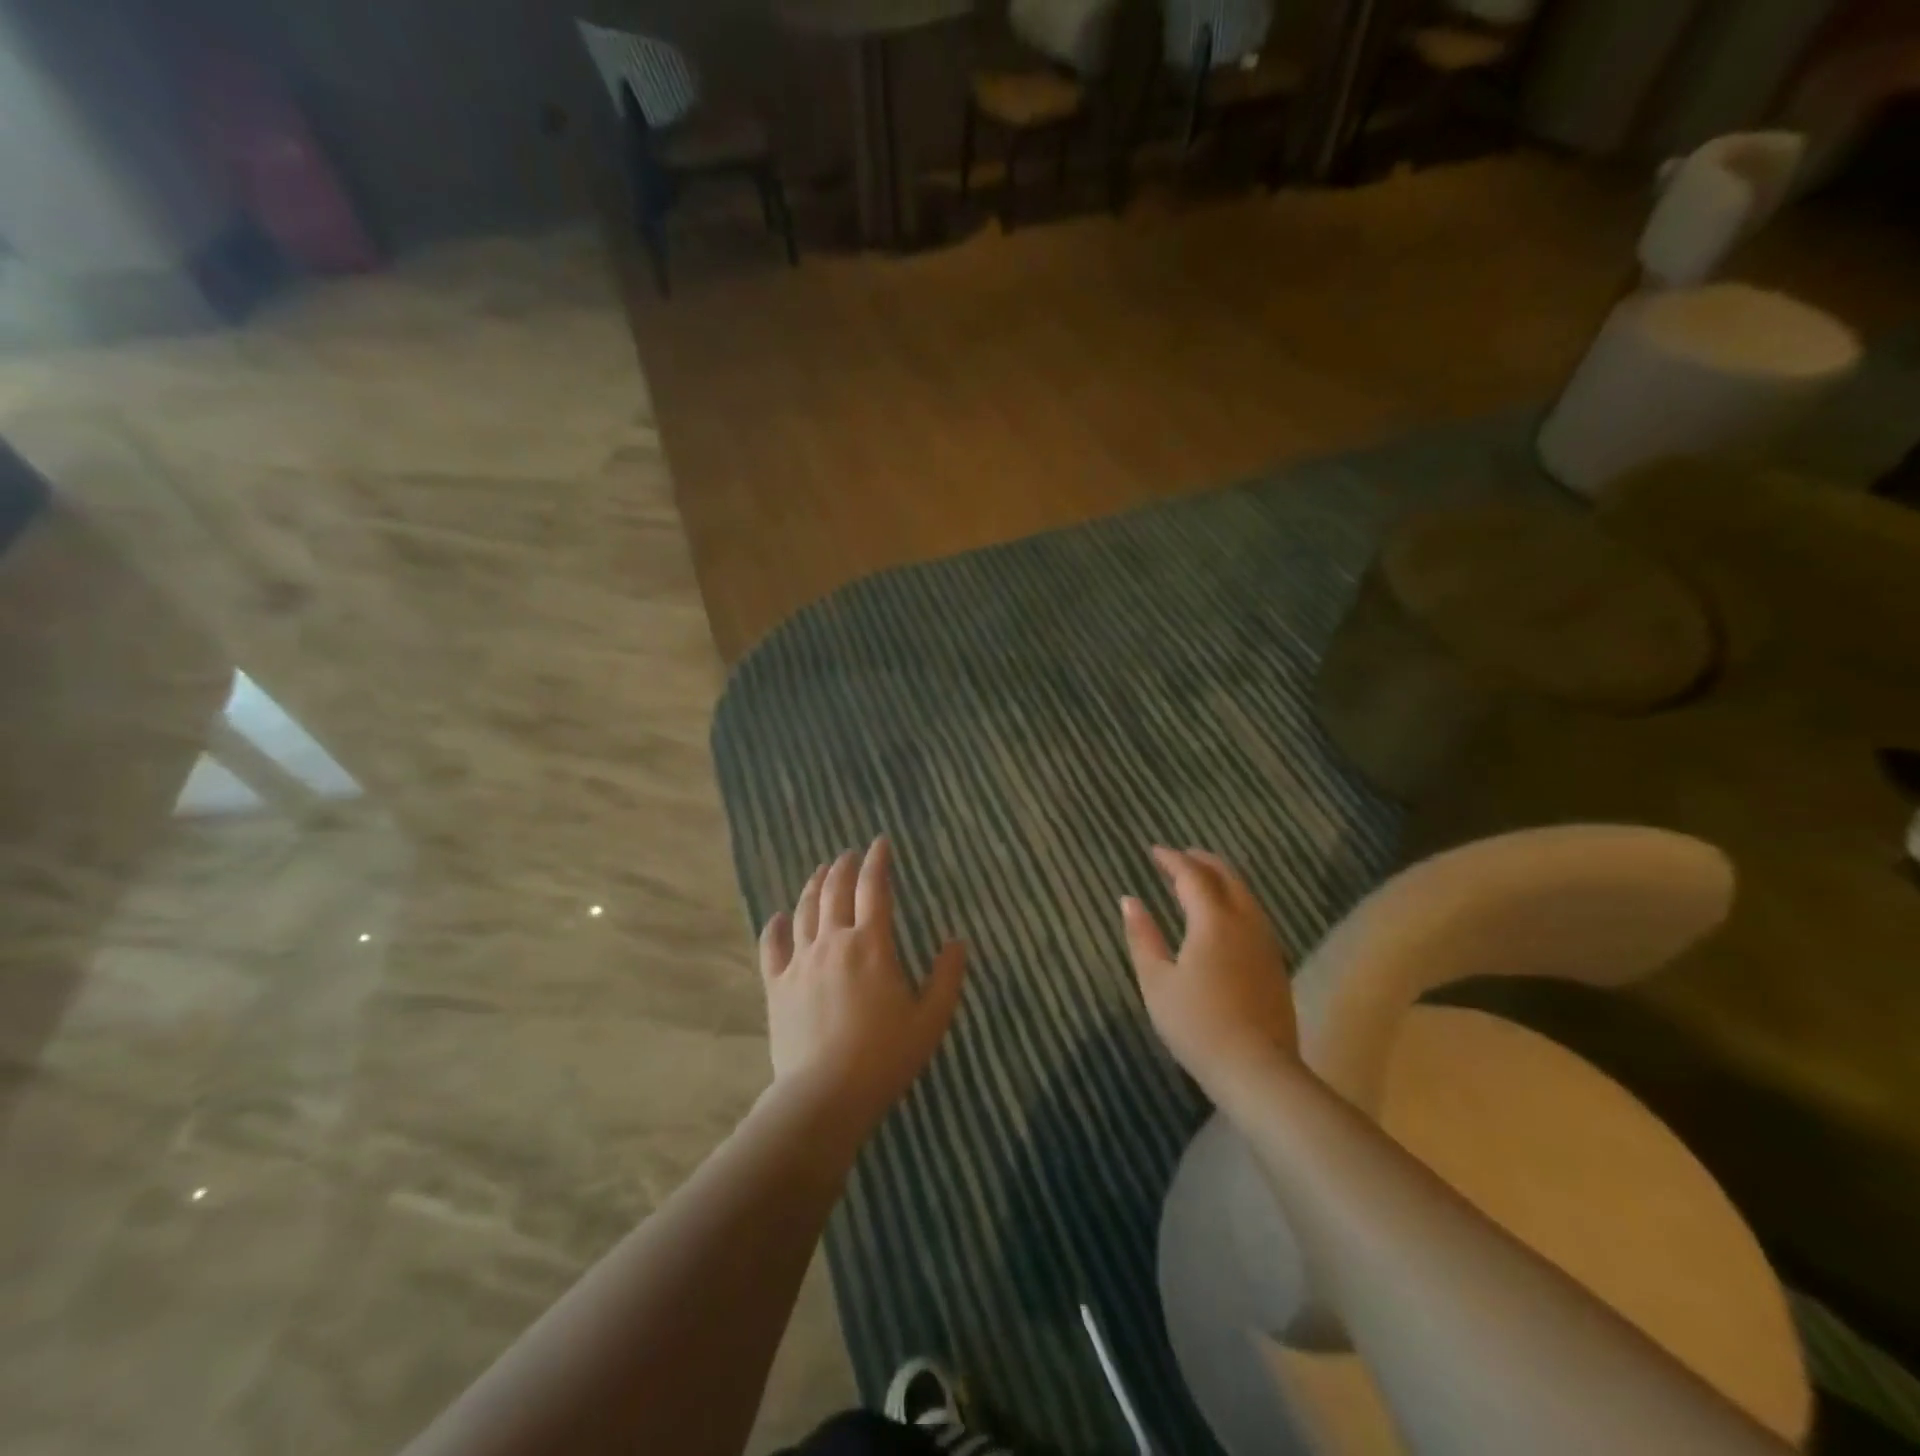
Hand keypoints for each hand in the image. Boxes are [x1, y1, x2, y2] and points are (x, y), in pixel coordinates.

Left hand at [759, 838, 965, 1127]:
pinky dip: (774, 926)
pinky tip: (777, 916)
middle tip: (848, 854)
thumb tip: (957, 941)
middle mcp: (833, 942)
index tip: (880, 843)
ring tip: (820, 872)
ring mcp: (800, 962)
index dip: (877, 861)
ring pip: (804, 911)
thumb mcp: (931, 1020)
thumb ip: (946, 977)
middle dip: (843, 867)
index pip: (874, 889)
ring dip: (813, 886)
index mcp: (871, 945)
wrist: (825, 1096)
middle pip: (835, 892)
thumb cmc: (885, 1057)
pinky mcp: (777, 985)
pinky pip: (771, 947)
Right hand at [1122, 847, 1298, 1096]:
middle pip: (1227, 878)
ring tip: (1200, 880)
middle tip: (1179, 856)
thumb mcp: (1156, 981)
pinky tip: (1224, 918)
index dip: (1172, 860)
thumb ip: (1142, 936)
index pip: (1192, 876)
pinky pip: (1254, 916)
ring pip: (1245, 896)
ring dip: (1221, 880)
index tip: (1153, 851)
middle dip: (1202, 861)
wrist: (1257, 1071)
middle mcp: (1245, 923)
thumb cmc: (1197, 1024)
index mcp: (1213, 921)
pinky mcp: (1275, 965)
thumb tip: (1129, 900)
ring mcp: (1266, 944)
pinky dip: (1235, 901)